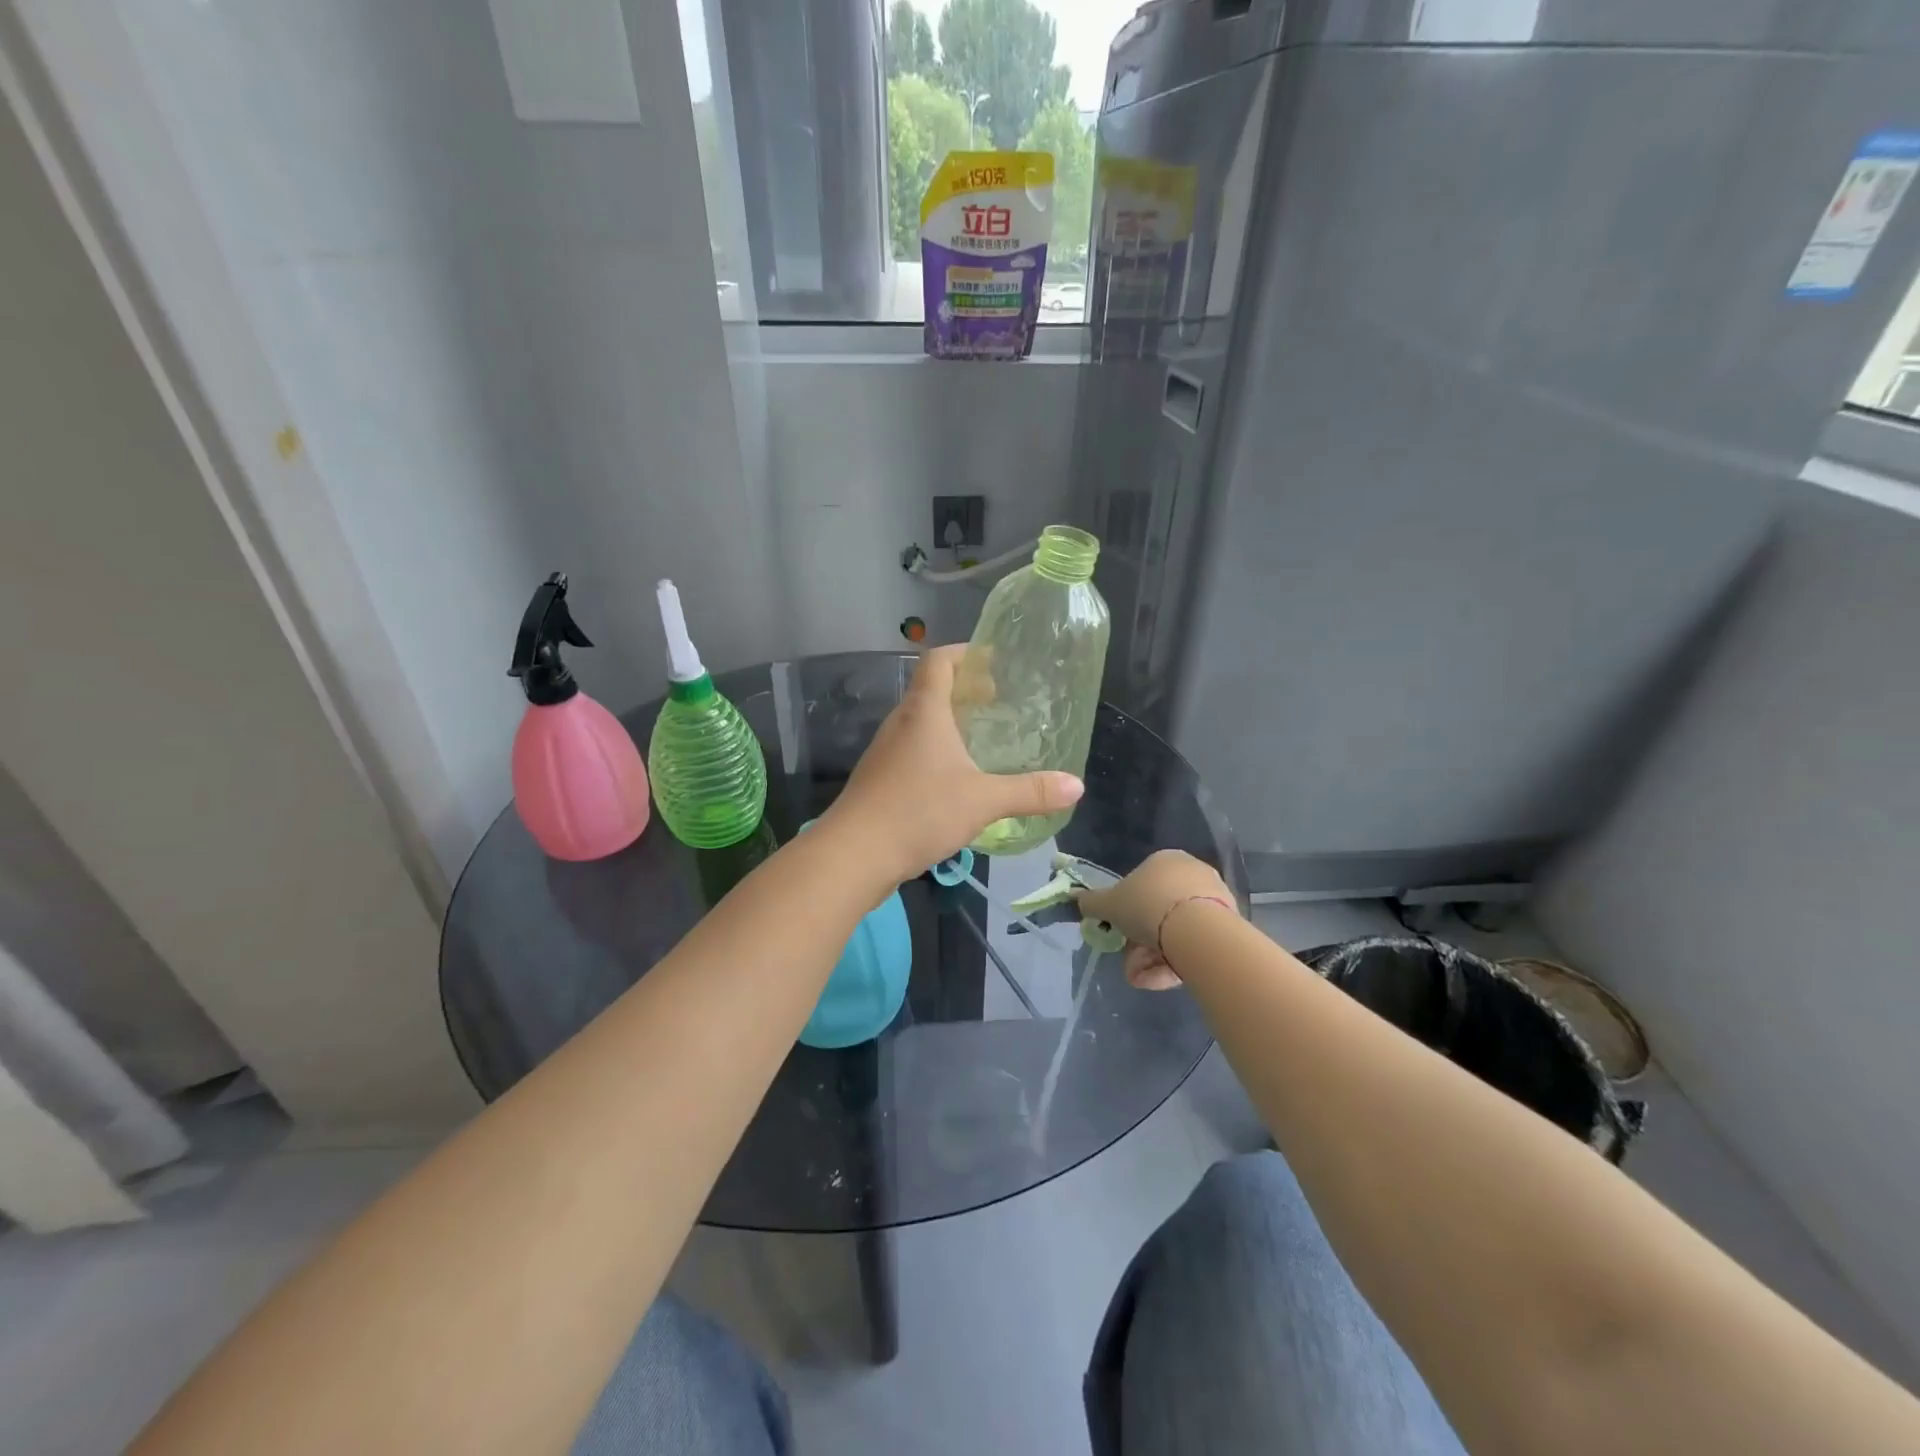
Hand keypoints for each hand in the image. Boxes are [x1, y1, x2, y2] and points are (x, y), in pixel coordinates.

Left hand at [824, 645, 1083, 890]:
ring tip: (982, 741)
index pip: (939, 661)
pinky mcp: (880, 780)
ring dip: (949, 724)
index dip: (965, 653)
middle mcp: (901, 723)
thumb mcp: (983, 800)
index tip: (994, 661)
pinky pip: (912, 752)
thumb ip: (1030, 792)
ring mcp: (885, 752)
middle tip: (998, 704)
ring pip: (920, 724)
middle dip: (965, 691)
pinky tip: (956, 780)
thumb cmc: (919, 811)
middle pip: (930, 690)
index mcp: (924, 712)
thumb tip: (1077, 786)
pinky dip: (936, 752)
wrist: (854, 854)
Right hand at [1075, 849, 1237, 989]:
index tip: (1120, 932)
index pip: (1142, 884)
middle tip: (1130, 962)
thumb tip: (1078, 899)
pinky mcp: (1229, 925)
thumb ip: (1092, 902)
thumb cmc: (1148, 906)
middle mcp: (1192, 873)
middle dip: (1141, 940)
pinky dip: (1177, 961)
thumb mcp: (1109, 904)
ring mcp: (1214, 899)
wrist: (1197, 931)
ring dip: (1155, 956)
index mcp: (1166, 859)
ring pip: (1176, 930)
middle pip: (1159, 911)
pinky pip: (1195, 943)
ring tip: (1143, 978)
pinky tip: (1163, 979)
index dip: (1127, 911)